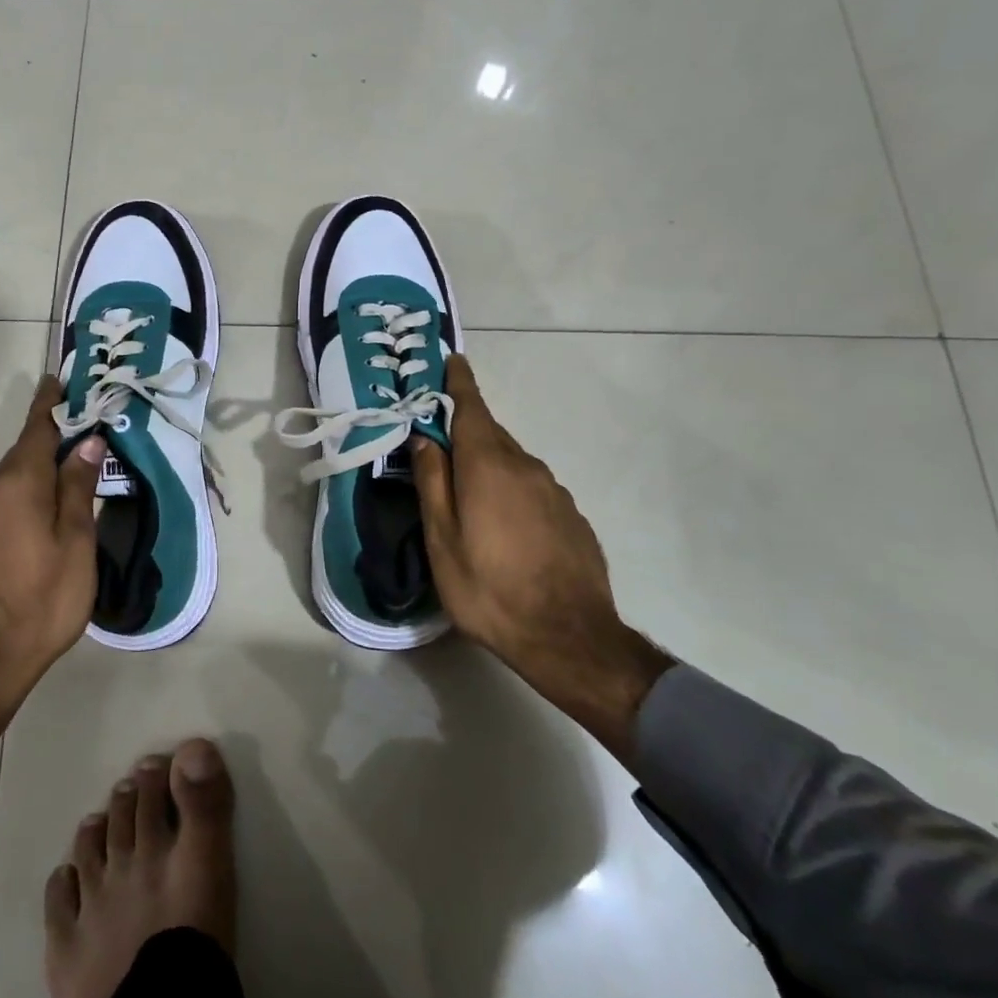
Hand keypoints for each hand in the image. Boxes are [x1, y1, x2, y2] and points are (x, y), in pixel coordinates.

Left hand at [0, 377, 104, 813]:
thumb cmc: (41, 599)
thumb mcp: (76, 542)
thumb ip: (78, 487)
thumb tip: (87, 442)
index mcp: (18, 481)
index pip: (37, 426)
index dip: (51, 402)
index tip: (58, 379)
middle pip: (25, 454)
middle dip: (52, 444)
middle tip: (85, 441)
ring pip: (11, 482)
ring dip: (37, 476)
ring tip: (68, 485)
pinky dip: (22, 500)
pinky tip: (39, 523)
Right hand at [412, 356, 673, 764]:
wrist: (570, 638)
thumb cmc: (489, 588)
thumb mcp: (442, 539)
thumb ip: (432, 482)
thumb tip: (425, 437)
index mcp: (489, 465)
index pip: (472, 407)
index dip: (459, 382)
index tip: (451, 359)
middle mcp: (526, 466)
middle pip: (491, 436)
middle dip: (465, 433)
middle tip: (439, 445)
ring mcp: (555, 491)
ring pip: (512, 464)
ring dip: (488, 467)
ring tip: (467, 497)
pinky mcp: (572, 516)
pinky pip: (533, 489)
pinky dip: (512, 492)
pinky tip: (504, 527)